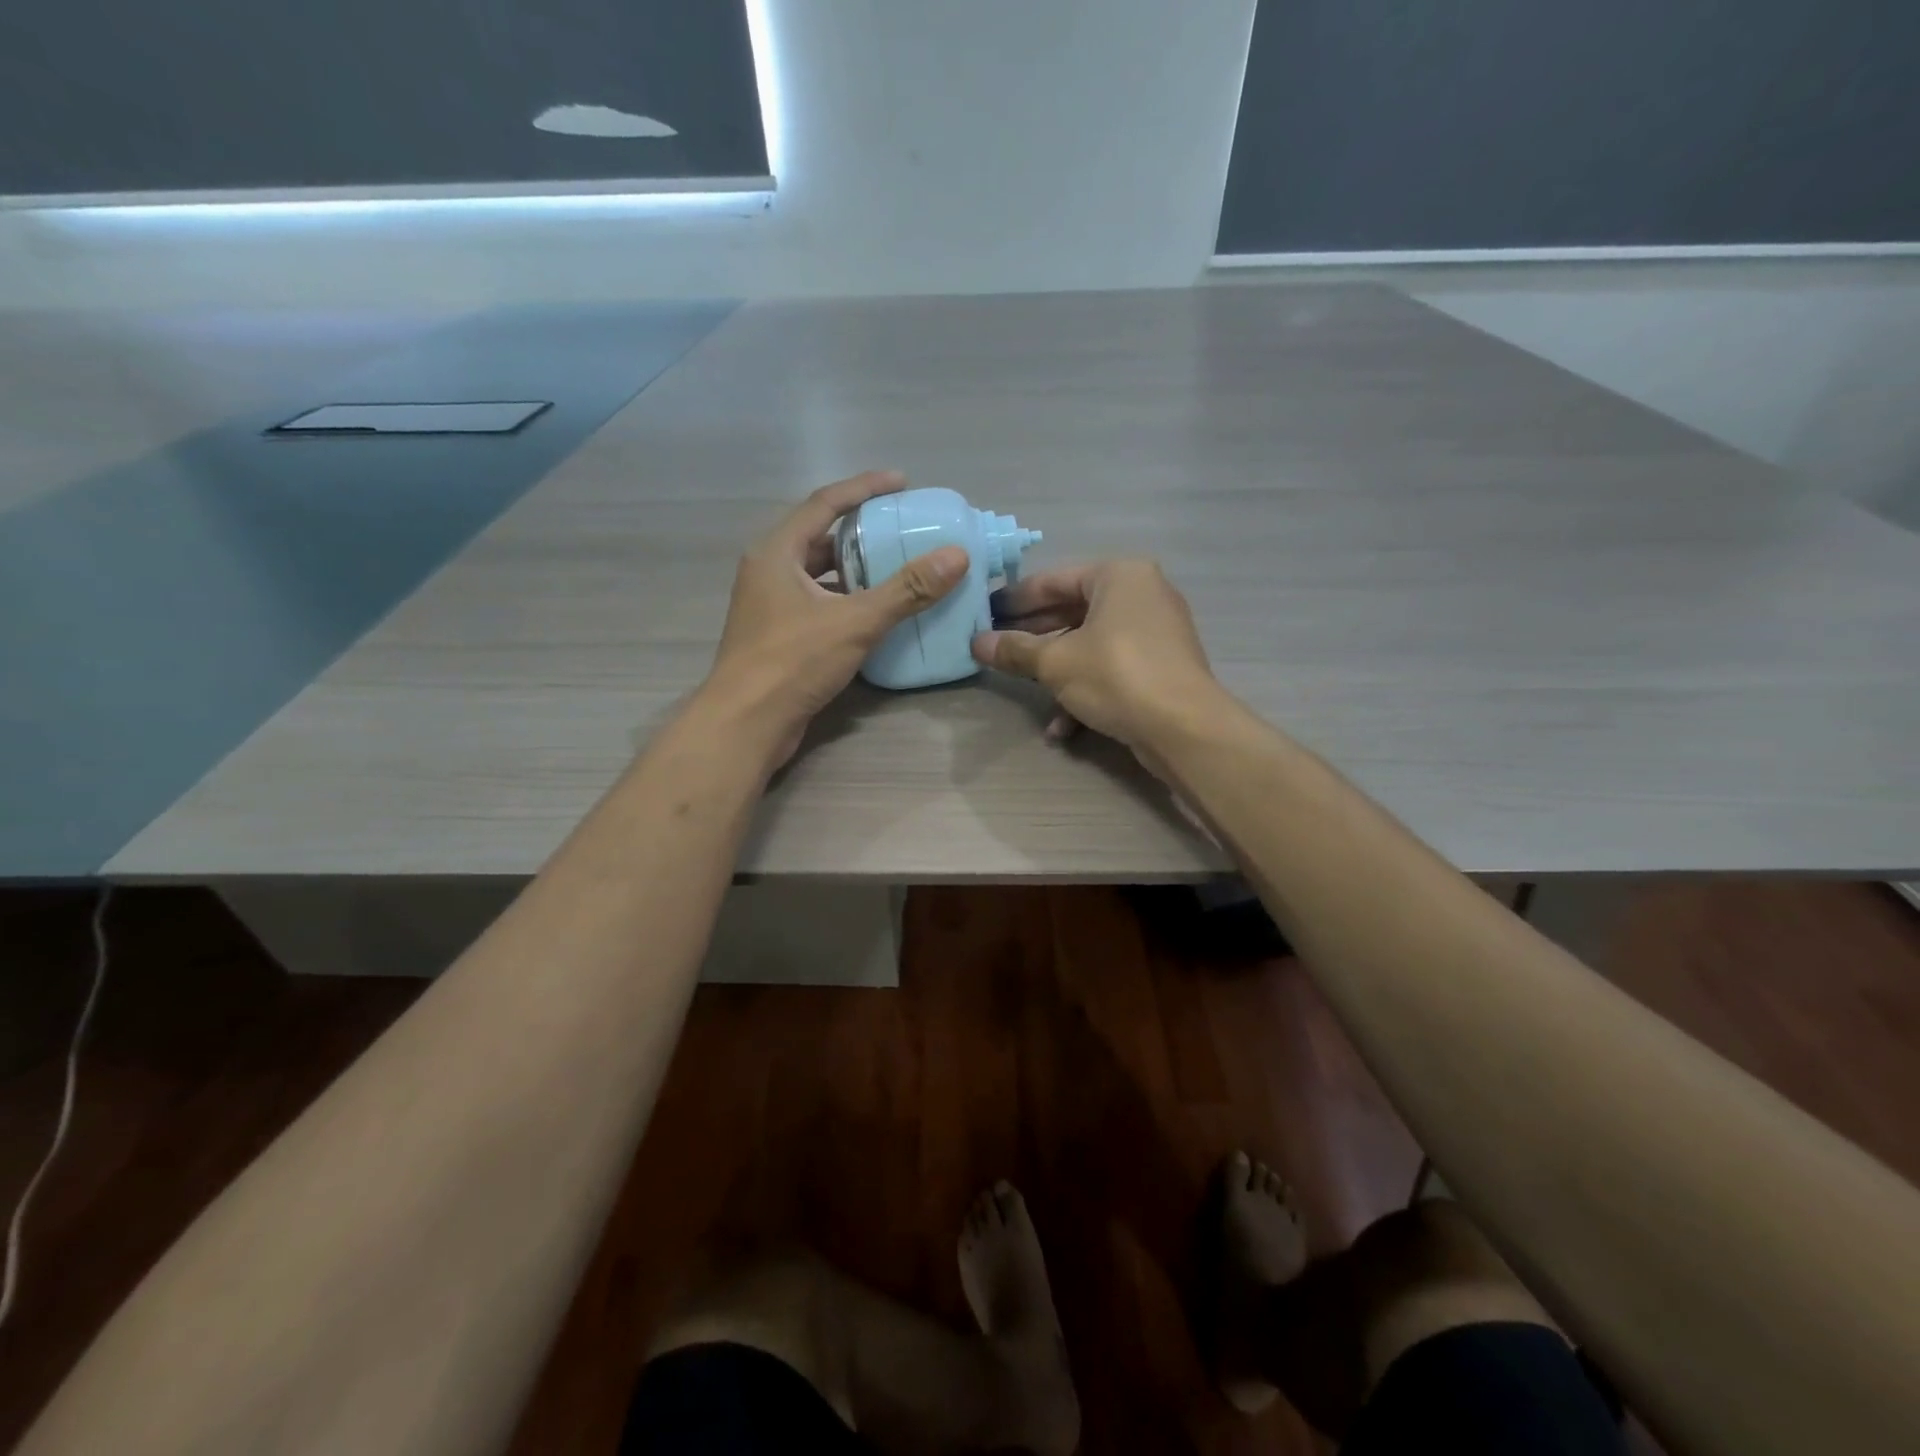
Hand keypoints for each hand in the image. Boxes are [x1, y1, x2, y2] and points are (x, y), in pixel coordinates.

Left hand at [702, 471, 967, 767]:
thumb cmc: (792, 662)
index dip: (863, 488)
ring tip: (896, 569)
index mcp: (777, 553)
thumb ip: (906, 589)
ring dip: (855, 570)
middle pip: (820, 538)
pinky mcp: (777, 637)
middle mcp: (769, 572)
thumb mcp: (855, 621)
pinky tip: (875, 614)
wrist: (745, 724)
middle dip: (861, 532)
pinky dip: (846, 601)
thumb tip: (956, 556)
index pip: (823, 503)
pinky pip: (818, 604)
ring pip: (819, 575)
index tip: (901, 482)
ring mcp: (770, 606)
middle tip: (902, 530)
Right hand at [970, 558, 1224, 764]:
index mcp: (1119, 575)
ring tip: (1023, 687)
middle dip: (1034, 637)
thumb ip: (1015, 650)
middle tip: (997, 648)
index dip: (1015, 599)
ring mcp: (1156, 632)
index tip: (985, 614)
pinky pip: (1113, 668)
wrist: (1183, 727)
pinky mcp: (1161, 666)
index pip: (1054, 580)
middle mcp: (1142, 594)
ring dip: (1056, 670)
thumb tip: (976, 643)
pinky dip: (1086, 690)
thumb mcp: (1056, 663)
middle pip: (1073, 611)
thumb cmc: (1116, 676)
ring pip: (1091, 644)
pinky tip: (1061, 727)